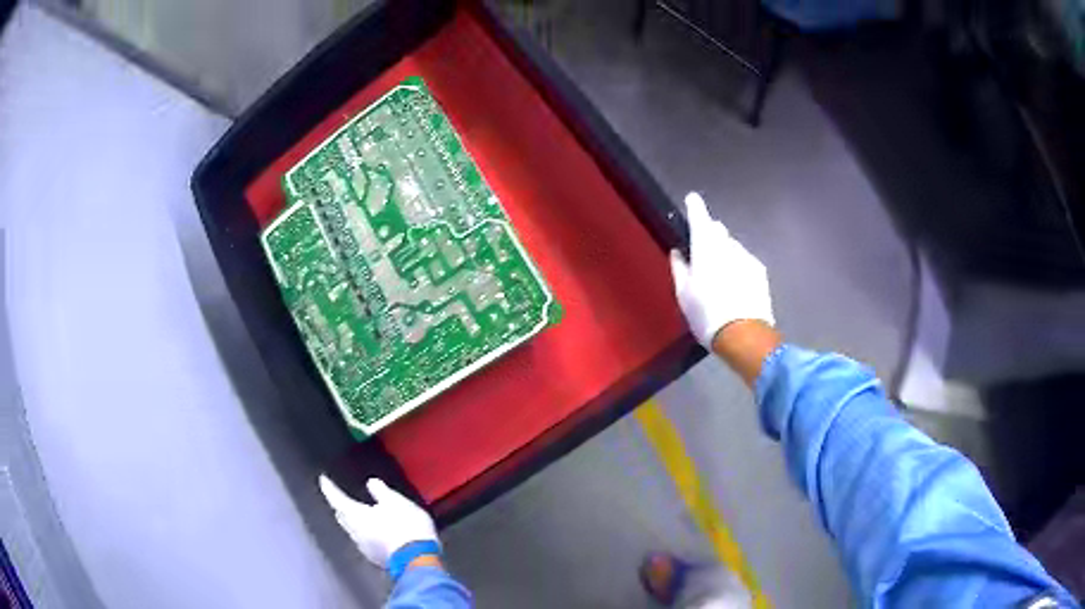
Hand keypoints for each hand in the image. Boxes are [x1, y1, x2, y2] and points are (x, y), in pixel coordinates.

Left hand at [319, 476, 438, 567]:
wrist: (419, 559)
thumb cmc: (405, 526)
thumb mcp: (395, 501)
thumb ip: (380, 490)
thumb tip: (371, 482)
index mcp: (355, 515)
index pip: (336, 498)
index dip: (329, 487)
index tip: (323, 479)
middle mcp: (355, 532)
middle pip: (342, 516)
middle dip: (340, 507)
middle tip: (340, 498)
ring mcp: (365, 548)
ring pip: (353, 531)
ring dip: (354, 522)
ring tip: (358, 515)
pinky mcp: (376, 558)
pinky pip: (365, 542)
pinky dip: (366, 534)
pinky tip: (374, 533)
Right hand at [669, 192, 773, 347]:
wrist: (743, 335)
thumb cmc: (706, 314)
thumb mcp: (683, 294)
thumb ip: (679, 268)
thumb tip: (678, 252)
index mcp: (705, 248)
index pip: (700, 218)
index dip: (695, 207)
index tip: (692, 199)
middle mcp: (728, 246)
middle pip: (718, 231)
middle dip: (710, 235)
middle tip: (702, 253)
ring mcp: (747, 257)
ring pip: (732, 247)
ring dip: (725, 253)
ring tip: (719, 277)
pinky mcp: (760, 271)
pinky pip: (744, 260)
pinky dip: (738, 266)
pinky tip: (734, 286)